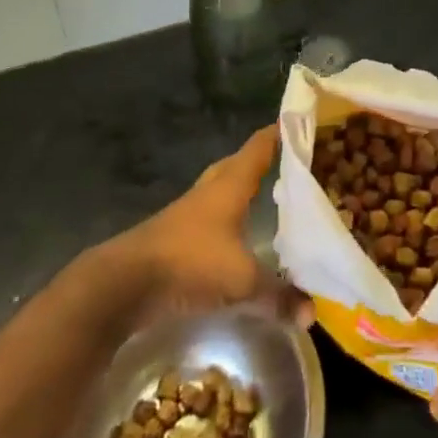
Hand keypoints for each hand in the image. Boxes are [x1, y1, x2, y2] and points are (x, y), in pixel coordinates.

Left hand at [115, 126, 310, 325]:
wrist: (125, 282)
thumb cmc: (190, 262)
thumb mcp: (241, 280)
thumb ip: (278, 295)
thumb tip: (312, 314)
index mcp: (231, 184)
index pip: (260, 146)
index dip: (281, 133)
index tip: (303, 122)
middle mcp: (210, 190)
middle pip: (239, 164)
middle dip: (262, 161)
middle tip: (290, 164)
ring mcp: (189, 212)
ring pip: (222, 190)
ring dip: (242, 191)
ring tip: (268, 199)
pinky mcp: (176, 236)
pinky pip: (210, 218)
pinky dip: (227, 220)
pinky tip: (237, 238)